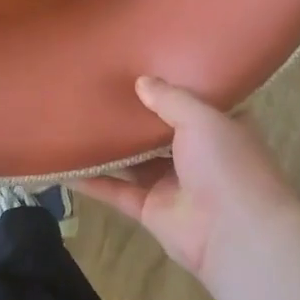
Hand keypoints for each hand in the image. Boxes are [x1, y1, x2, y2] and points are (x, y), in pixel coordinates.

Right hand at [75, 77, 296, 279]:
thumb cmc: (227, 165)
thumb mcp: (203, 118)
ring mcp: (172, 184)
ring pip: (133, 161)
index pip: (192, 102)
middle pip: (157, 131)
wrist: (235, 234)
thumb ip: (170, 98)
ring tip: (75, 118)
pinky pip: (116, 190)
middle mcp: (196, 155)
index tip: (141, 65)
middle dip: (133, 114)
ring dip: (109, 145)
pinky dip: (92, 180)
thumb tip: (141, 81)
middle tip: (98, 87)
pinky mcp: (150, 209)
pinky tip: (64, 165)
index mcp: (218, 129)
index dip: (169, 87)